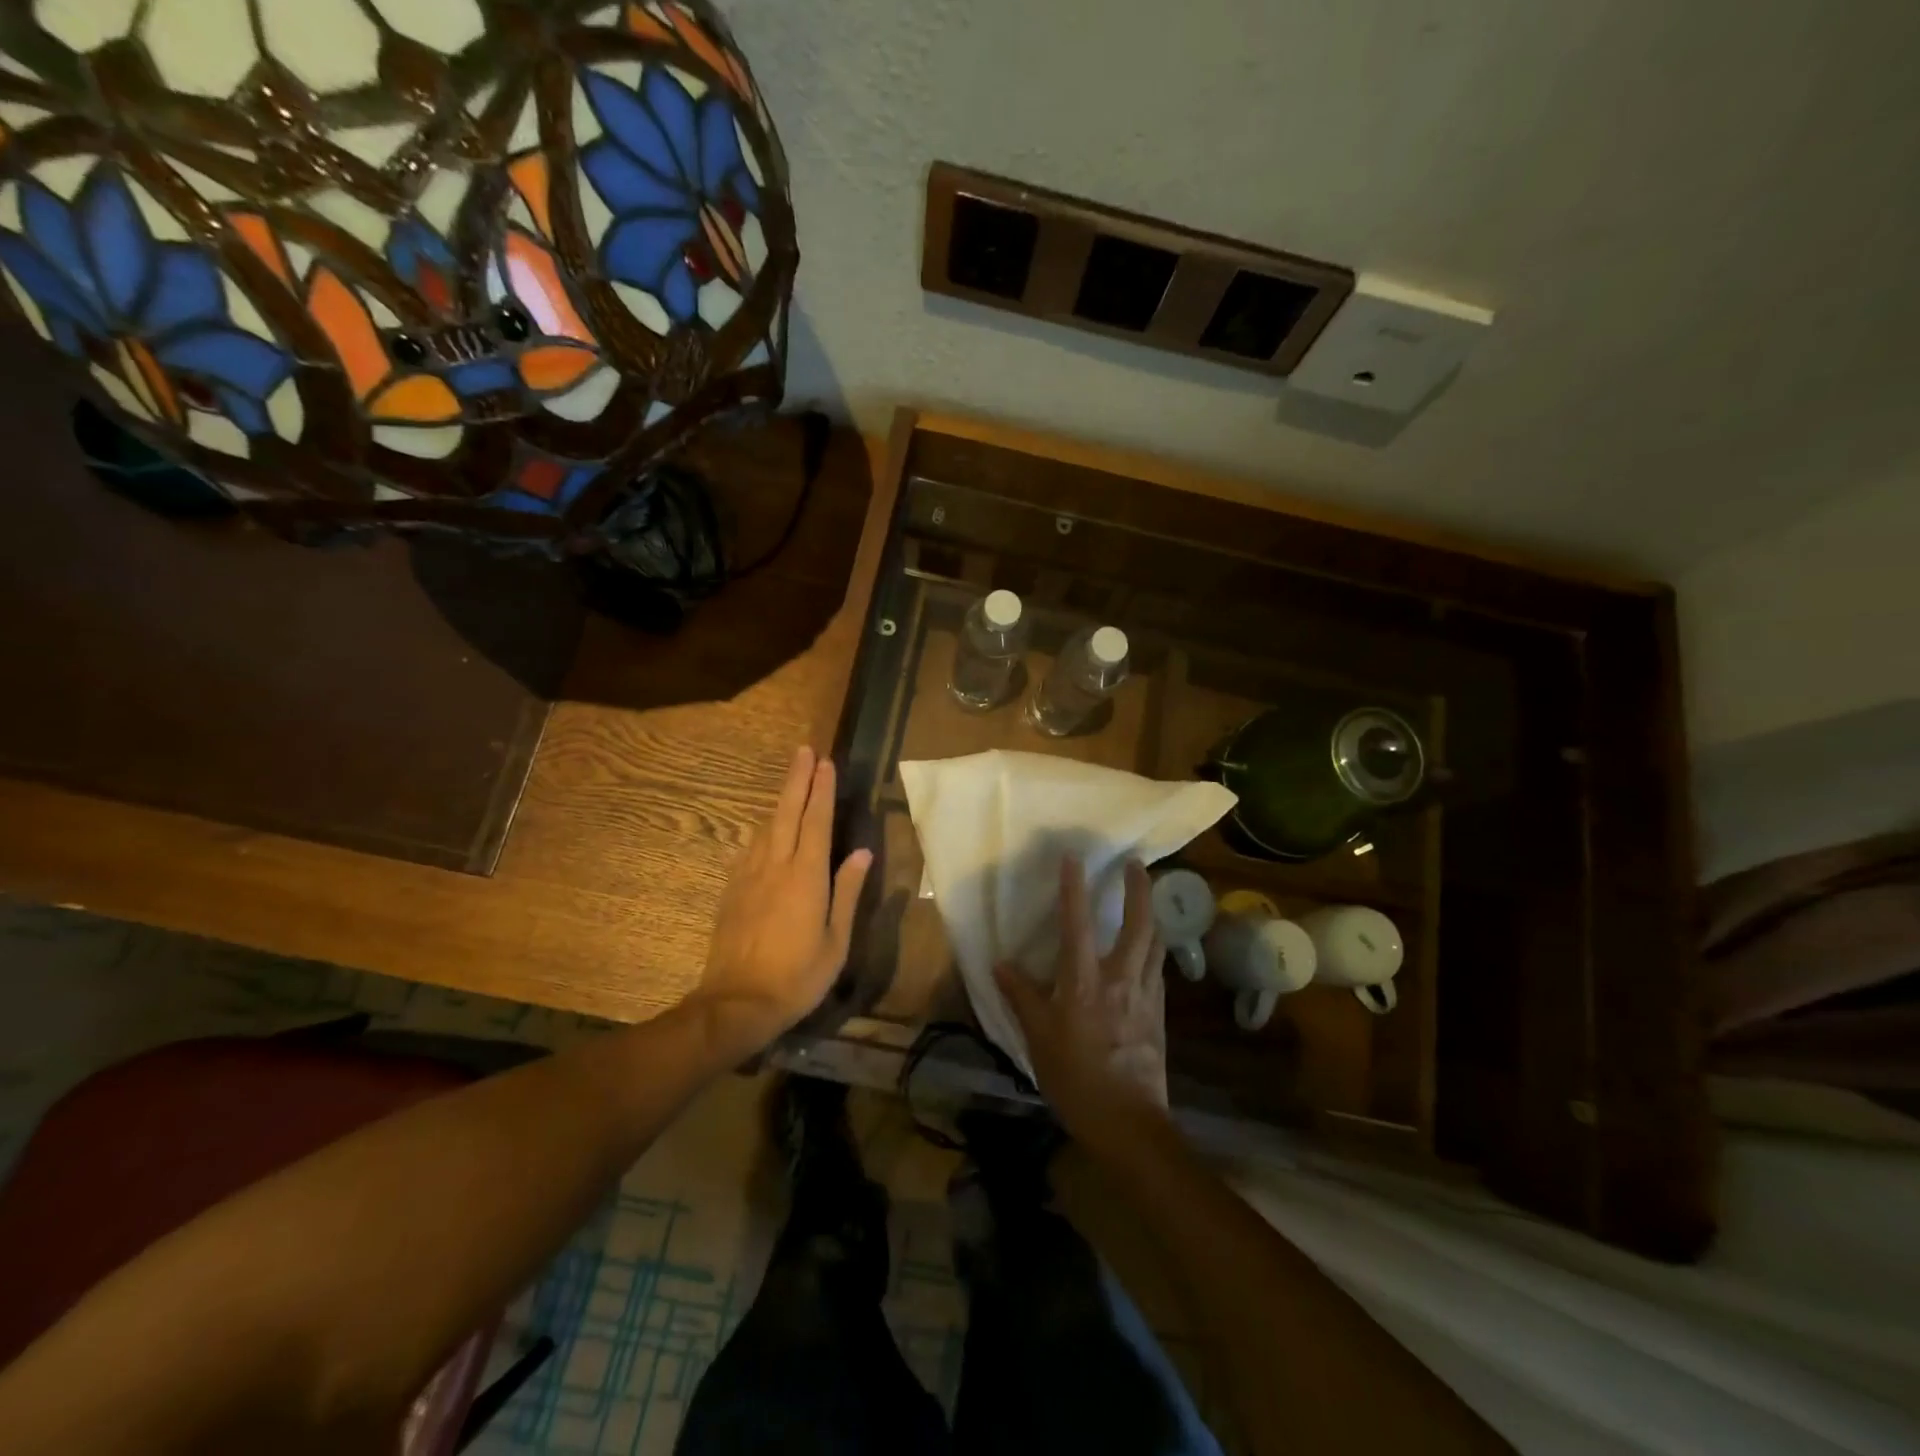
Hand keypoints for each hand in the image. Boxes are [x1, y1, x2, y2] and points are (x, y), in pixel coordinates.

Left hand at [696, 746, 872, 1045]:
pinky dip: (763, 830)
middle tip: (804, 751)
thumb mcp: (836, 940)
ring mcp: (749, 876)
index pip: (817, 821)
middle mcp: (776, 866)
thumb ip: (848, 892)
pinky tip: (766, 829)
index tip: (826, 762)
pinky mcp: (732, 890)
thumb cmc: (797, 976)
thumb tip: (862, 853)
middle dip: (797, 780)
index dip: (822, 790)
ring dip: (780, 801)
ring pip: (766, 827)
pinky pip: (750, 848)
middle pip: (787, 812)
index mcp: (806, 876)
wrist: (736, 1003)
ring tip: (792, 782)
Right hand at [997, 857, 1169, 1154]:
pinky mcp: (1160, 1015)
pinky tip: (1149, 953)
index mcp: (1085, 982)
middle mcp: (1121, 979)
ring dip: (1153, 916)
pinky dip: (1154, 951)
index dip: (1074, 888)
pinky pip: (1158, 971)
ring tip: (1148, 900)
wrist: (1128, 1123)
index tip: (1074, 857)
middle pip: (1139, 924)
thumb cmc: (1076, 1079)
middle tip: (1138, 865)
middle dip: (1140, 890)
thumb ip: (1021, 997)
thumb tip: (1001, 964)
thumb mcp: (1038, 1039)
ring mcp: (1146, 996)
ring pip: (1156, 945)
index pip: (1078, 924)